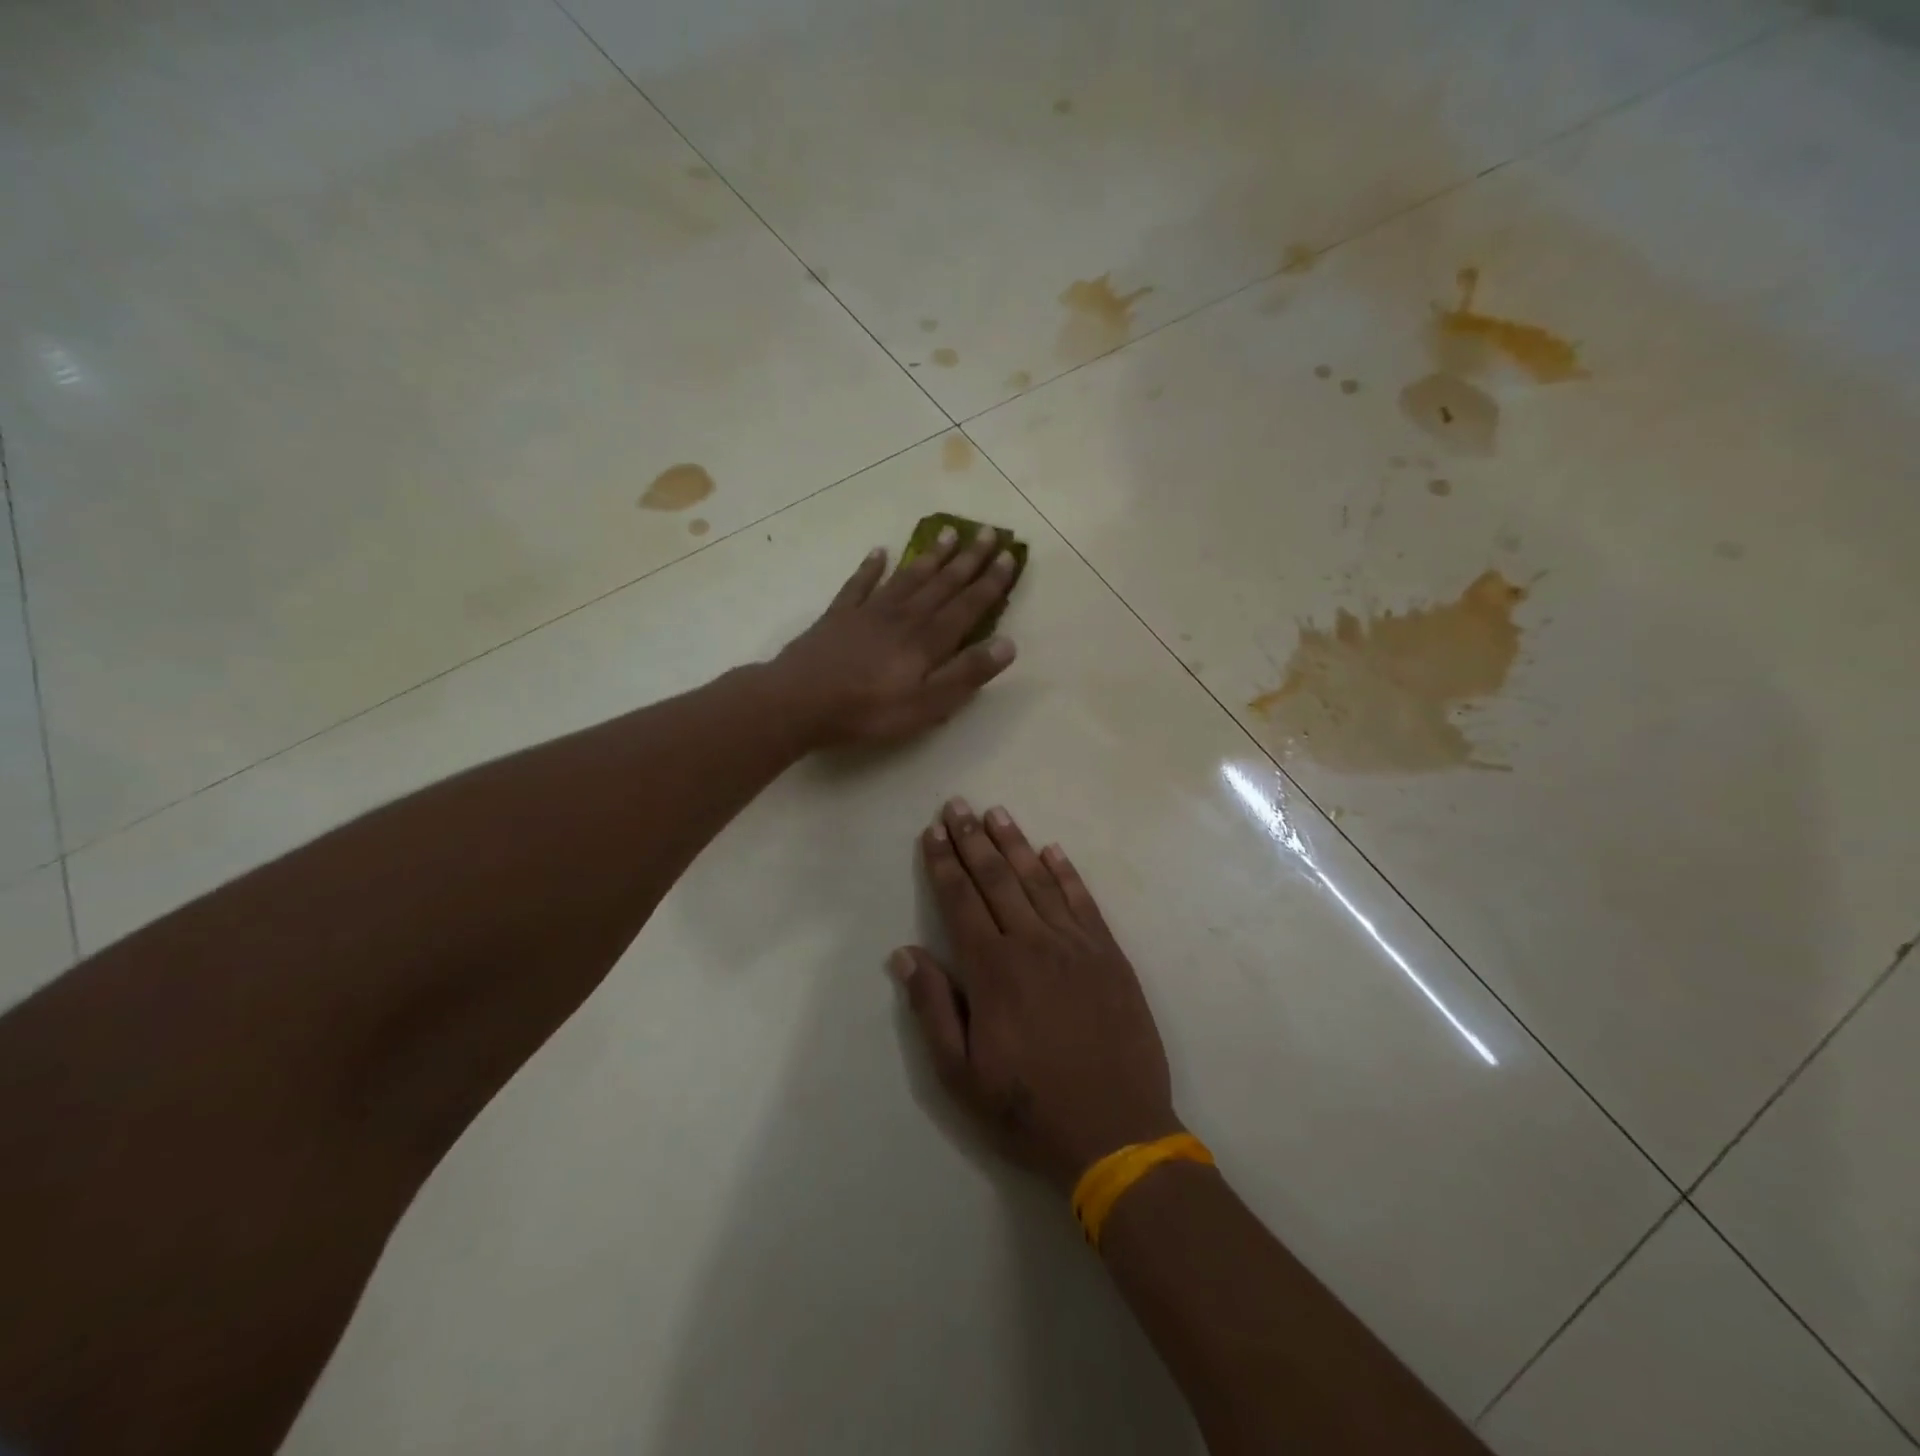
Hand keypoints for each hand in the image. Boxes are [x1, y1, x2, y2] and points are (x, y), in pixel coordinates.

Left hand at [772, 526, 1018, 749]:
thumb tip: (1008, 644)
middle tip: (989, 532)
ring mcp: (869, 612)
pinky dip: (871, 567)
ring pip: (907, 577)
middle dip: (969, 559)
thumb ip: (966, 674)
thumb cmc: (868, 711)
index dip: (992, 582)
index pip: (968, 605)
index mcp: (928, 640)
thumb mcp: (927, 705)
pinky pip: (859, 584)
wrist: (798, 702)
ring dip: (931, 556)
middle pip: (942, 583)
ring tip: (949, 533)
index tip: (1010, 556)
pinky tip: (879, 552)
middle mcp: (904, 616)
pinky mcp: (839, 616)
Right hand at [892, 799, 1182, 1191]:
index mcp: (993, 971)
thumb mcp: (961, 1074)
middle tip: (958, 805)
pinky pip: (1084, 902)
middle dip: (973, 840)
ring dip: (1015, 844)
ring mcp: (1076, 946)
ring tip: (997, 813)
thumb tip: (905, 954)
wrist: (1117, 1132)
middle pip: (997, 879)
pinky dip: (1067, 873)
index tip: (933, 832)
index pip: (961, 902)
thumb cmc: (1029, 1107)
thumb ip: (933, 1008)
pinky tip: (1054, 851)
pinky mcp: (1110, 955)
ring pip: (1039, 881)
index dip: (944, 864)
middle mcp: (1033, 944)